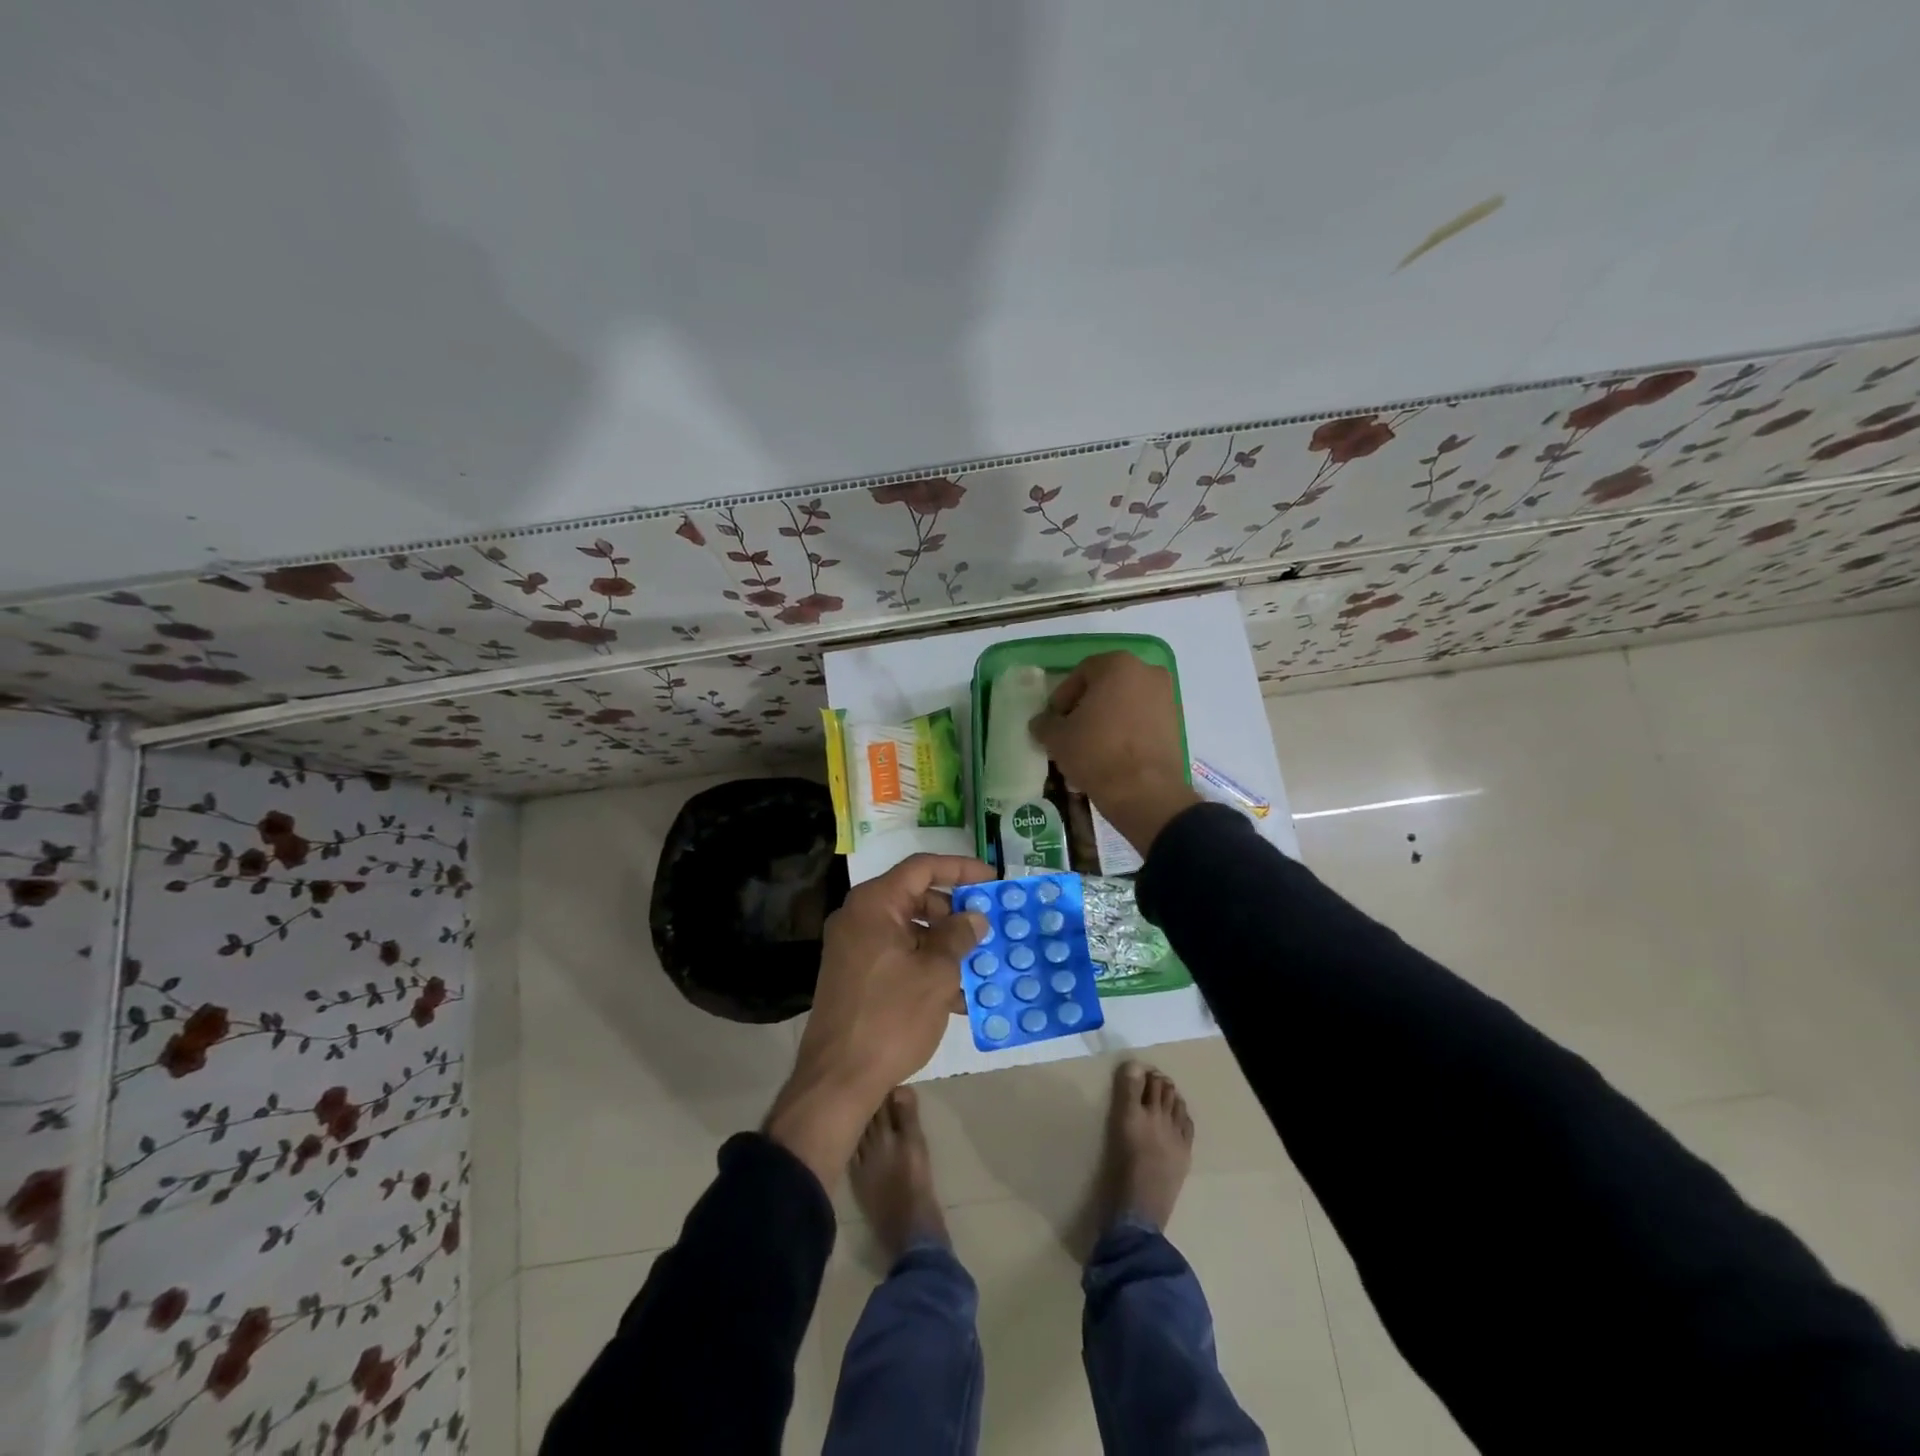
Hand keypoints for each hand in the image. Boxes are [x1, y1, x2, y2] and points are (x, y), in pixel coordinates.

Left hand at [765, 853, 991, 1187]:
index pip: (922, 868)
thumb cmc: (891, 1017)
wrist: (837, 1080)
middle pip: (914, 897)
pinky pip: (897, 956)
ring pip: (908, 930)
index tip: (992, 880)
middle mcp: (859, 917)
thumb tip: (974, 917)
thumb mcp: (936, 974)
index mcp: (874, 904)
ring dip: (944, 944)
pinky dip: (925, 965)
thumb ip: (958, 937)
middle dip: (954, 911)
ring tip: (979, 965)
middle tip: (987, 926)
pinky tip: (957, 995)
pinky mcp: (855, 975)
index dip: (960, 869)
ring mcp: (853, 947)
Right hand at [1029, 651, 1200, 853]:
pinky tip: (1111, 755)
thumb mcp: (1057, 737)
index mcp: (1118, 665)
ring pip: (1126, 704)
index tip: (1054, 720)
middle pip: (1106, 685)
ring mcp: (1167, 698)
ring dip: (1106, 720)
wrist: (1144, 792)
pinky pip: (1142, 721)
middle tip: (1070, 731)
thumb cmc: (1096, 752)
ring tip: (1089, 747)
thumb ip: (1045, 723)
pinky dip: (1126, 731)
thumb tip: (1041, 723)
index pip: (1081, 672)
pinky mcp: (1176, 724)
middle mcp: (1148, 672)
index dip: (1062, 696)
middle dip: (1086, 706)